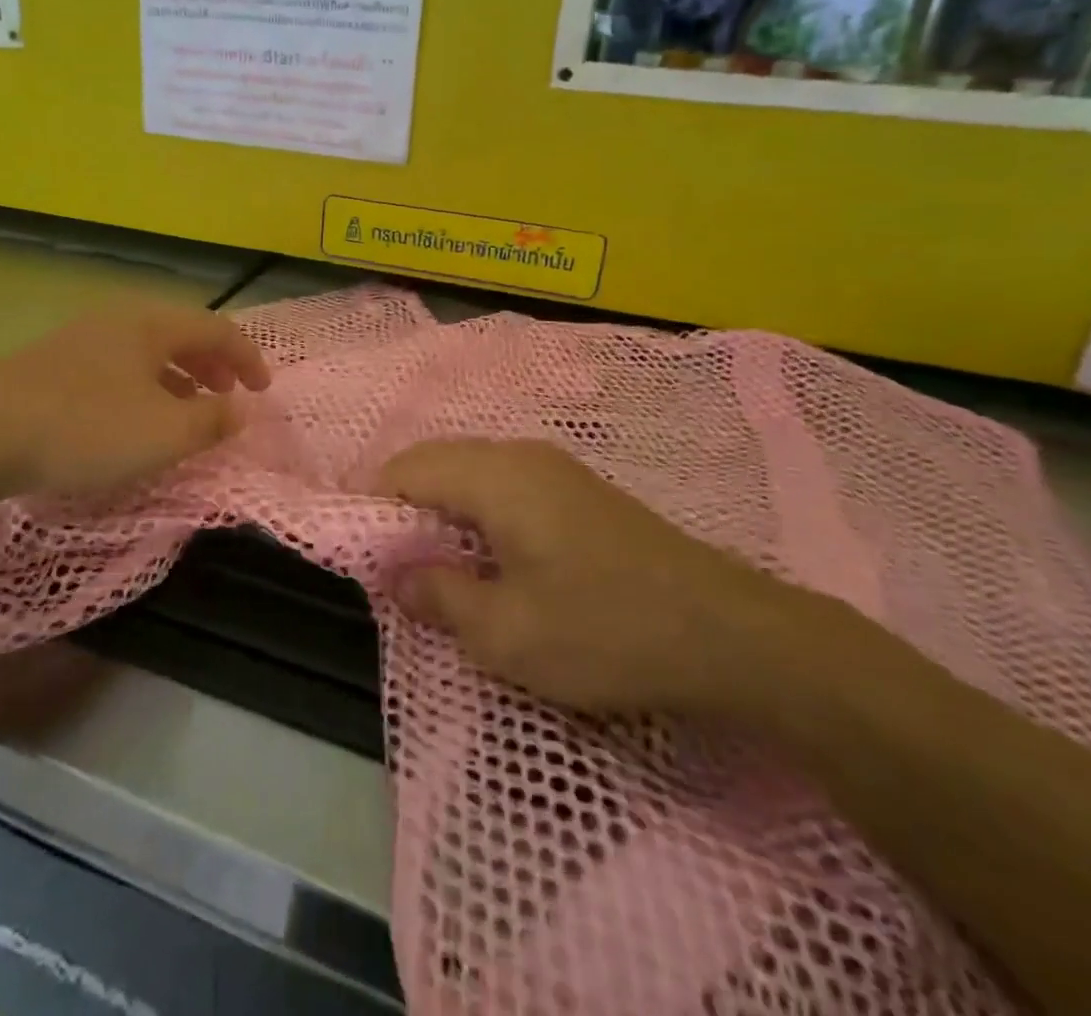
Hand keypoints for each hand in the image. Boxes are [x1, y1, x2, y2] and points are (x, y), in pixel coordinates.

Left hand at [0, 301, 271, 518]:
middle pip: (180, 333)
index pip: (216, 328)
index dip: (247, 357)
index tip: (264, 390)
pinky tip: (132, 416)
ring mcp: (78, 338)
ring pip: (145, 350)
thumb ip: (212, 421)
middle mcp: (117, 319)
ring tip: (186, 408)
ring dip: (177, 376)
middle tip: (228, 394)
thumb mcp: (164, 433)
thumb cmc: (86, 428)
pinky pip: (115, 366)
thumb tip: (240, 411)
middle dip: (212, 363)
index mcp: (150, 323)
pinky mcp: (49, 364)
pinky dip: (142, 385)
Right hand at [378, 438, 805, 718]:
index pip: (406, 469)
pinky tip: (491, 559)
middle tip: (394, 565)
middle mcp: (519, 455)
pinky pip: (505, 487)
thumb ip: (438, 596)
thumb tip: (397, 574)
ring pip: (472, 473)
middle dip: (404, 507)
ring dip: (442, 511)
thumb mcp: (506, 632)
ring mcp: (555, 469)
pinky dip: (477, 514)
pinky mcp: (580, 492)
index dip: (372, 505)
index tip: (359, 553)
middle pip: (437, 462)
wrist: (732, 635)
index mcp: (494, 475)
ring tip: (437, 566)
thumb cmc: (604, 630)